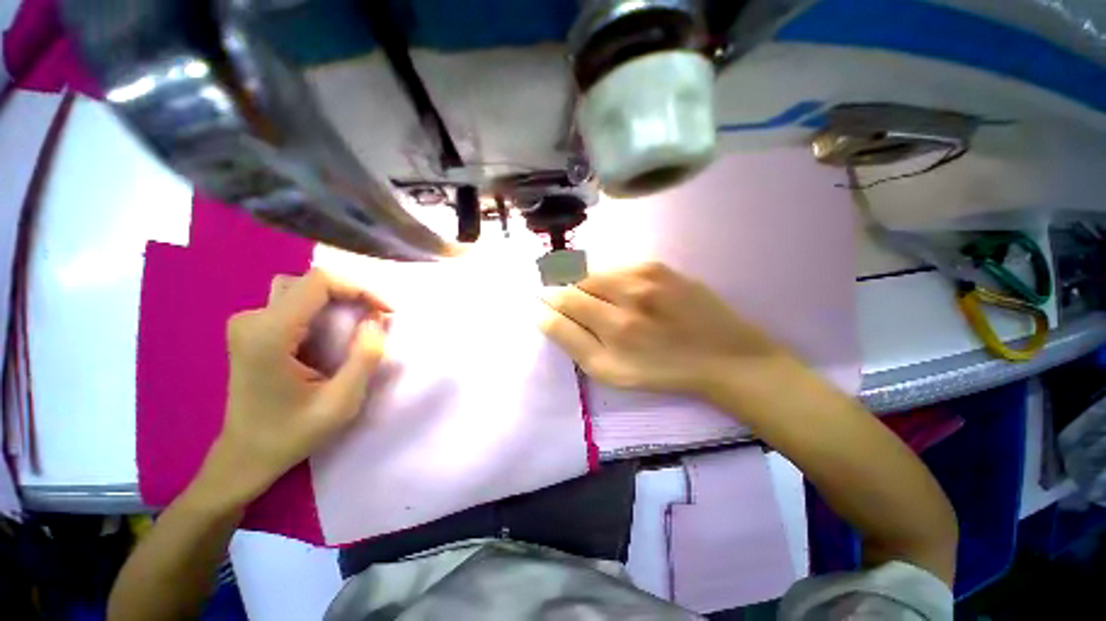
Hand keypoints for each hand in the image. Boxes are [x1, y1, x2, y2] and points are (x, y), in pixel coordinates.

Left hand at [202, 268, 388, 505]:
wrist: (245, 456)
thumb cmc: (292, 433)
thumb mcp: (342, 401)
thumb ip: (365, 356)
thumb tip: (377, 319)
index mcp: (269, 334)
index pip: (318, 282)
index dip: (359, 289)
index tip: (385, 311)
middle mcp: (252, 320)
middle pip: (310, 283)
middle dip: (351, 295)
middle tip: (377, 318)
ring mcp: (247, 324)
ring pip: (300, 290)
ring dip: (335, 301)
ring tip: (358, 324)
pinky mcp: (251, 331)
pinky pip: (293, 303)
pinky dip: (321, 310)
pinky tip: (334, 334)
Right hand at [539, 262, 791, 402]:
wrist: (722, 355)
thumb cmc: (663, 371)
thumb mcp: (611, 372)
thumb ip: (574, 343)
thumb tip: (544, 315)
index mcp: (613, 330)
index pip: (561, 305)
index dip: (545, 301)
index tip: (539, 301)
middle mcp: (625, 298)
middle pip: (573, 283)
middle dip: (559, 288)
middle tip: (557, 295)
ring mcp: (643, 277)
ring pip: (593, 272)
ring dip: (581, 282)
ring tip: (586, 294)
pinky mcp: (657, 266)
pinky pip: (616, 267)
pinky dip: (606, 277)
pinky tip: (615, 290)